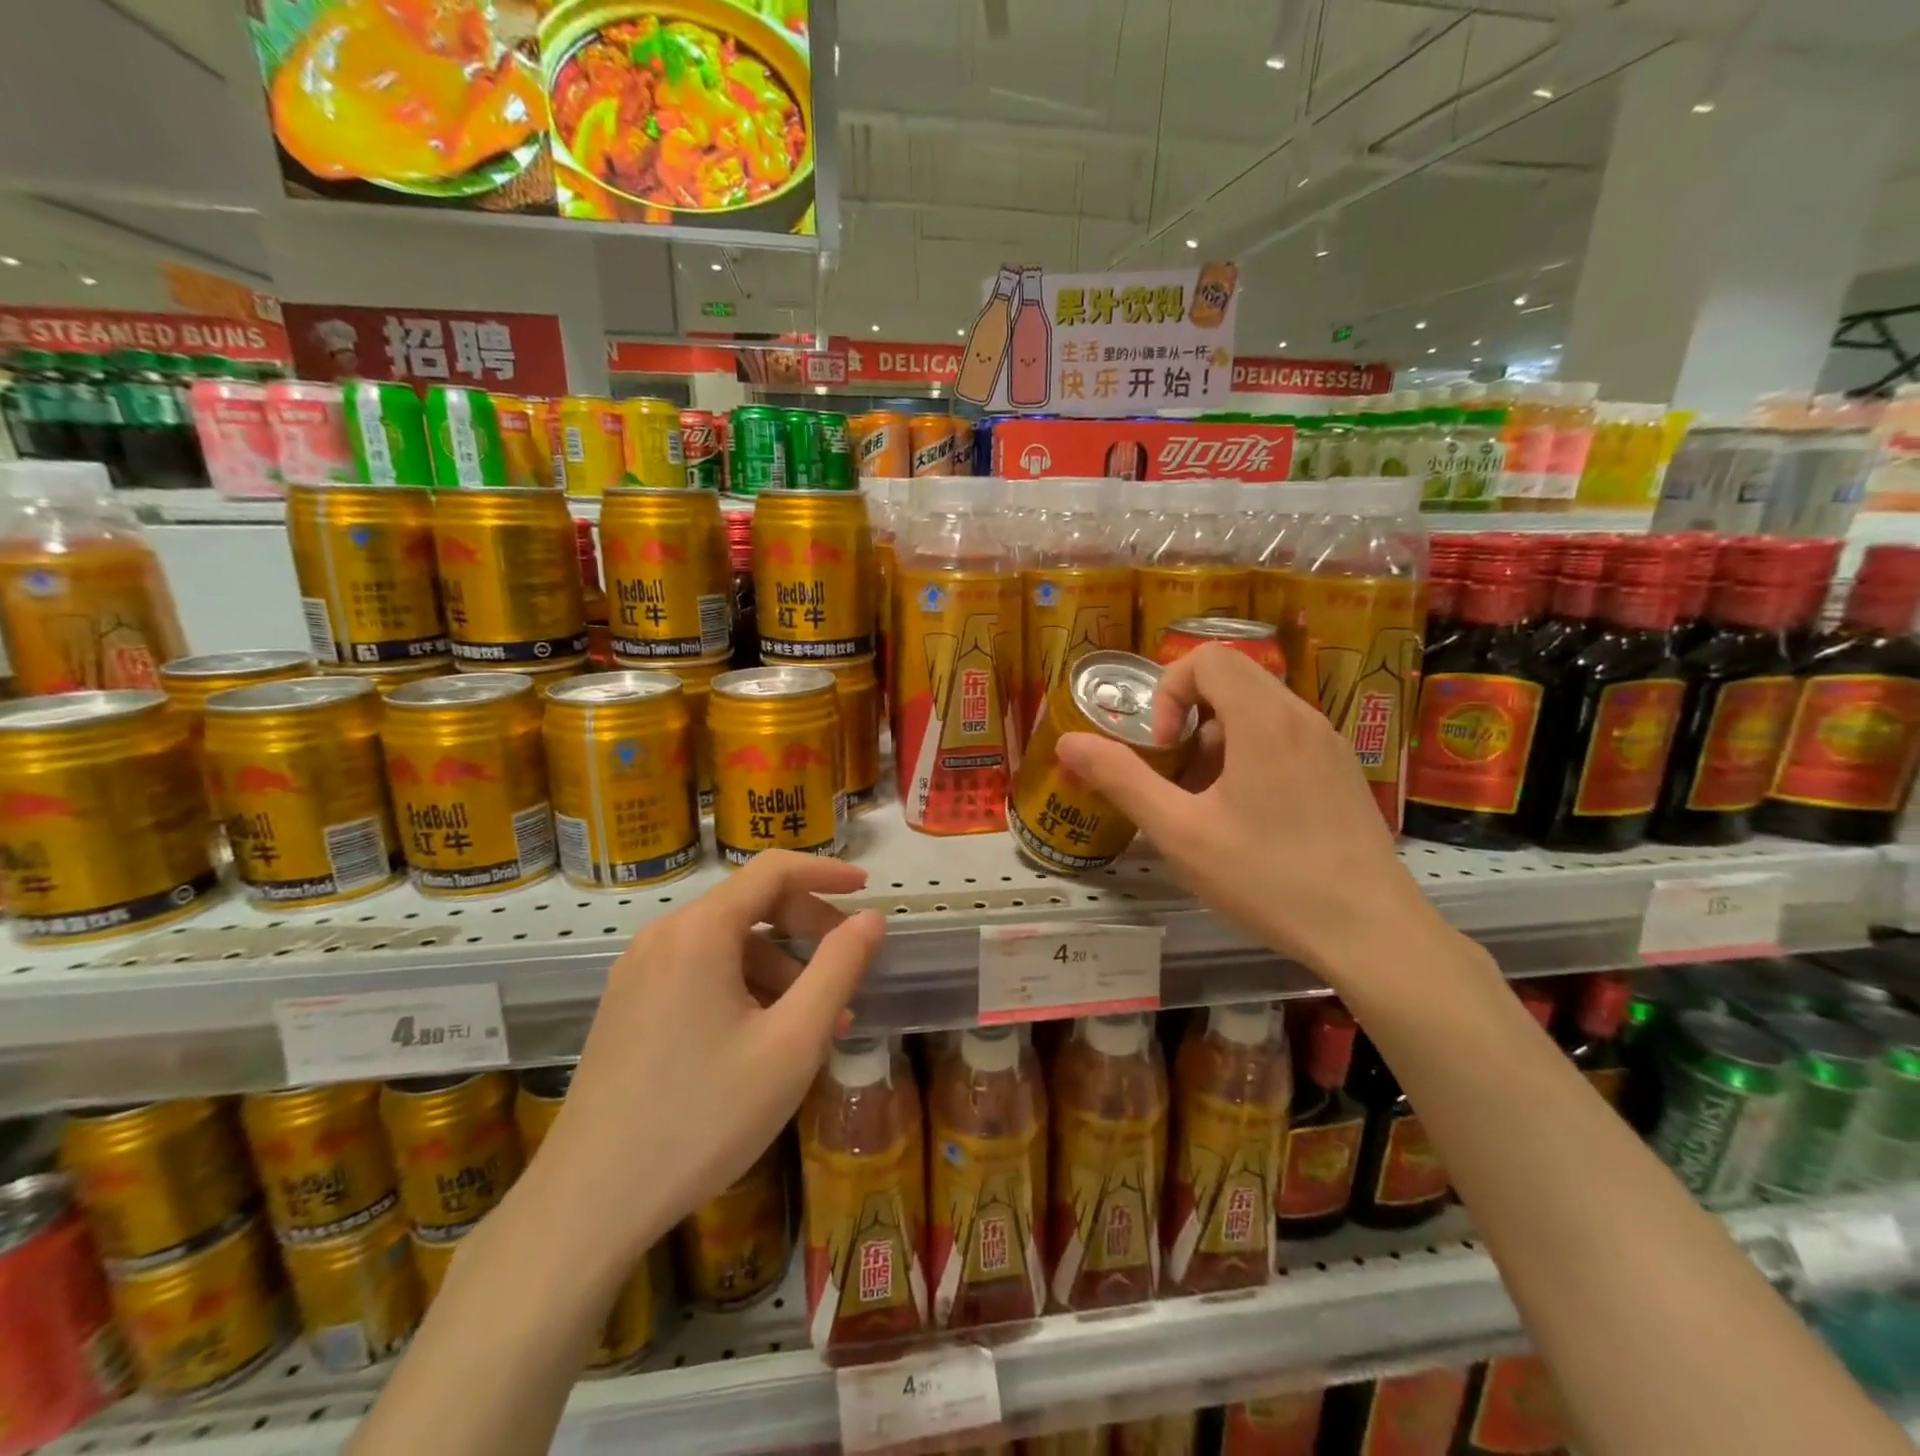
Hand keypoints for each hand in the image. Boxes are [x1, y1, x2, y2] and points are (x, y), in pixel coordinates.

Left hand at [523, 852, 884, 1268]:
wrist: (589, 1203)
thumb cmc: (704, 1117)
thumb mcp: (792, 1043)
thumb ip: (839, 970)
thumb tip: (873, 919)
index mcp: (700, 931)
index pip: (774, 870)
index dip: (825, 872)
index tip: (866, 888)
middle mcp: (663, 936)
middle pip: (750, 904)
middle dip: (807, 927)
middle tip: (848, 967)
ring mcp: (638, 971)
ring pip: (726, 944)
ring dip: (779, 967)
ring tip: (815, 1024)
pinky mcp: (627, 1005)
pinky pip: (699, 972)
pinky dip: (743, 986)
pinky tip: (764, 1039)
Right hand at [1055, 644, 1437, 982]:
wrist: (1371, 932)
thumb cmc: (1269, 878)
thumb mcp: (1180, 832)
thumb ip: (1122, 779)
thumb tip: (1068, 742)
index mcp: (1264, 719)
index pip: (1207, 657)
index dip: (1170, 691)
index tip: (1163, 747)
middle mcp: (1302, 716)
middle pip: (1232, 679)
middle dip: (1189, 716)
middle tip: (1176, 773)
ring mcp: (1329, 743)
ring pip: (1258, 710)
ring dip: (1217, 740)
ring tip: (1206, 803)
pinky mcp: (1342, 771)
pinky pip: (1285, 737)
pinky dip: (1250, 755)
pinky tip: (1247, 817)